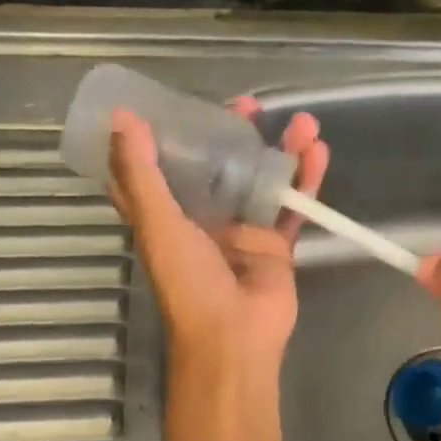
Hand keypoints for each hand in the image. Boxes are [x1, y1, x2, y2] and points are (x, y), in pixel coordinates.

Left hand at [108, 98, 328, 366]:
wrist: (234, 336)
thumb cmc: (189, 283)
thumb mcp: (158, 225)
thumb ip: (141, 174)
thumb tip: (122, 118)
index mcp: (168, 214)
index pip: (161, 168)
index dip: (166, 136)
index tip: (177, 104)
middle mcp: (204, 218)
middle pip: (220, 165)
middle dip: (236, 134)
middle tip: (251, 106)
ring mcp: (244, 230)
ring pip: (262, 179)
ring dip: (282, 150)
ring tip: (304, 123)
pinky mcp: (276, 244)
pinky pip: (292, 204)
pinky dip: (306, 179)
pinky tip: (318, 152)